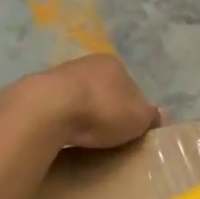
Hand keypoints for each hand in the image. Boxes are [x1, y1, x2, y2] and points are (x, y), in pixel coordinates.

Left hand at [37, 53, 161, 149]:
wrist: (50, 108)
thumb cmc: (102, 110)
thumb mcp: (138, 118)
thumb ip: (150, 116)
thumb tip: (161, 114)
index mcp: (114, 64)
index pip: (130, 86)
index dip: (132, 108)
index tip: (128, 129)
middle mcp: (87, 62)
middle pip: (103, 89)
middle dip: (105, 109)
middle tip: (106, 134)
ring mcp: (60, 73)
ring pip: (78, 96)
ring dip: (81, 113)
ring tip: (83, 136)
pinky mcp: (38, 90)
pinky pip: (57, 106)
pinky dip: (62, 118)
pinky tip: (62, 133)